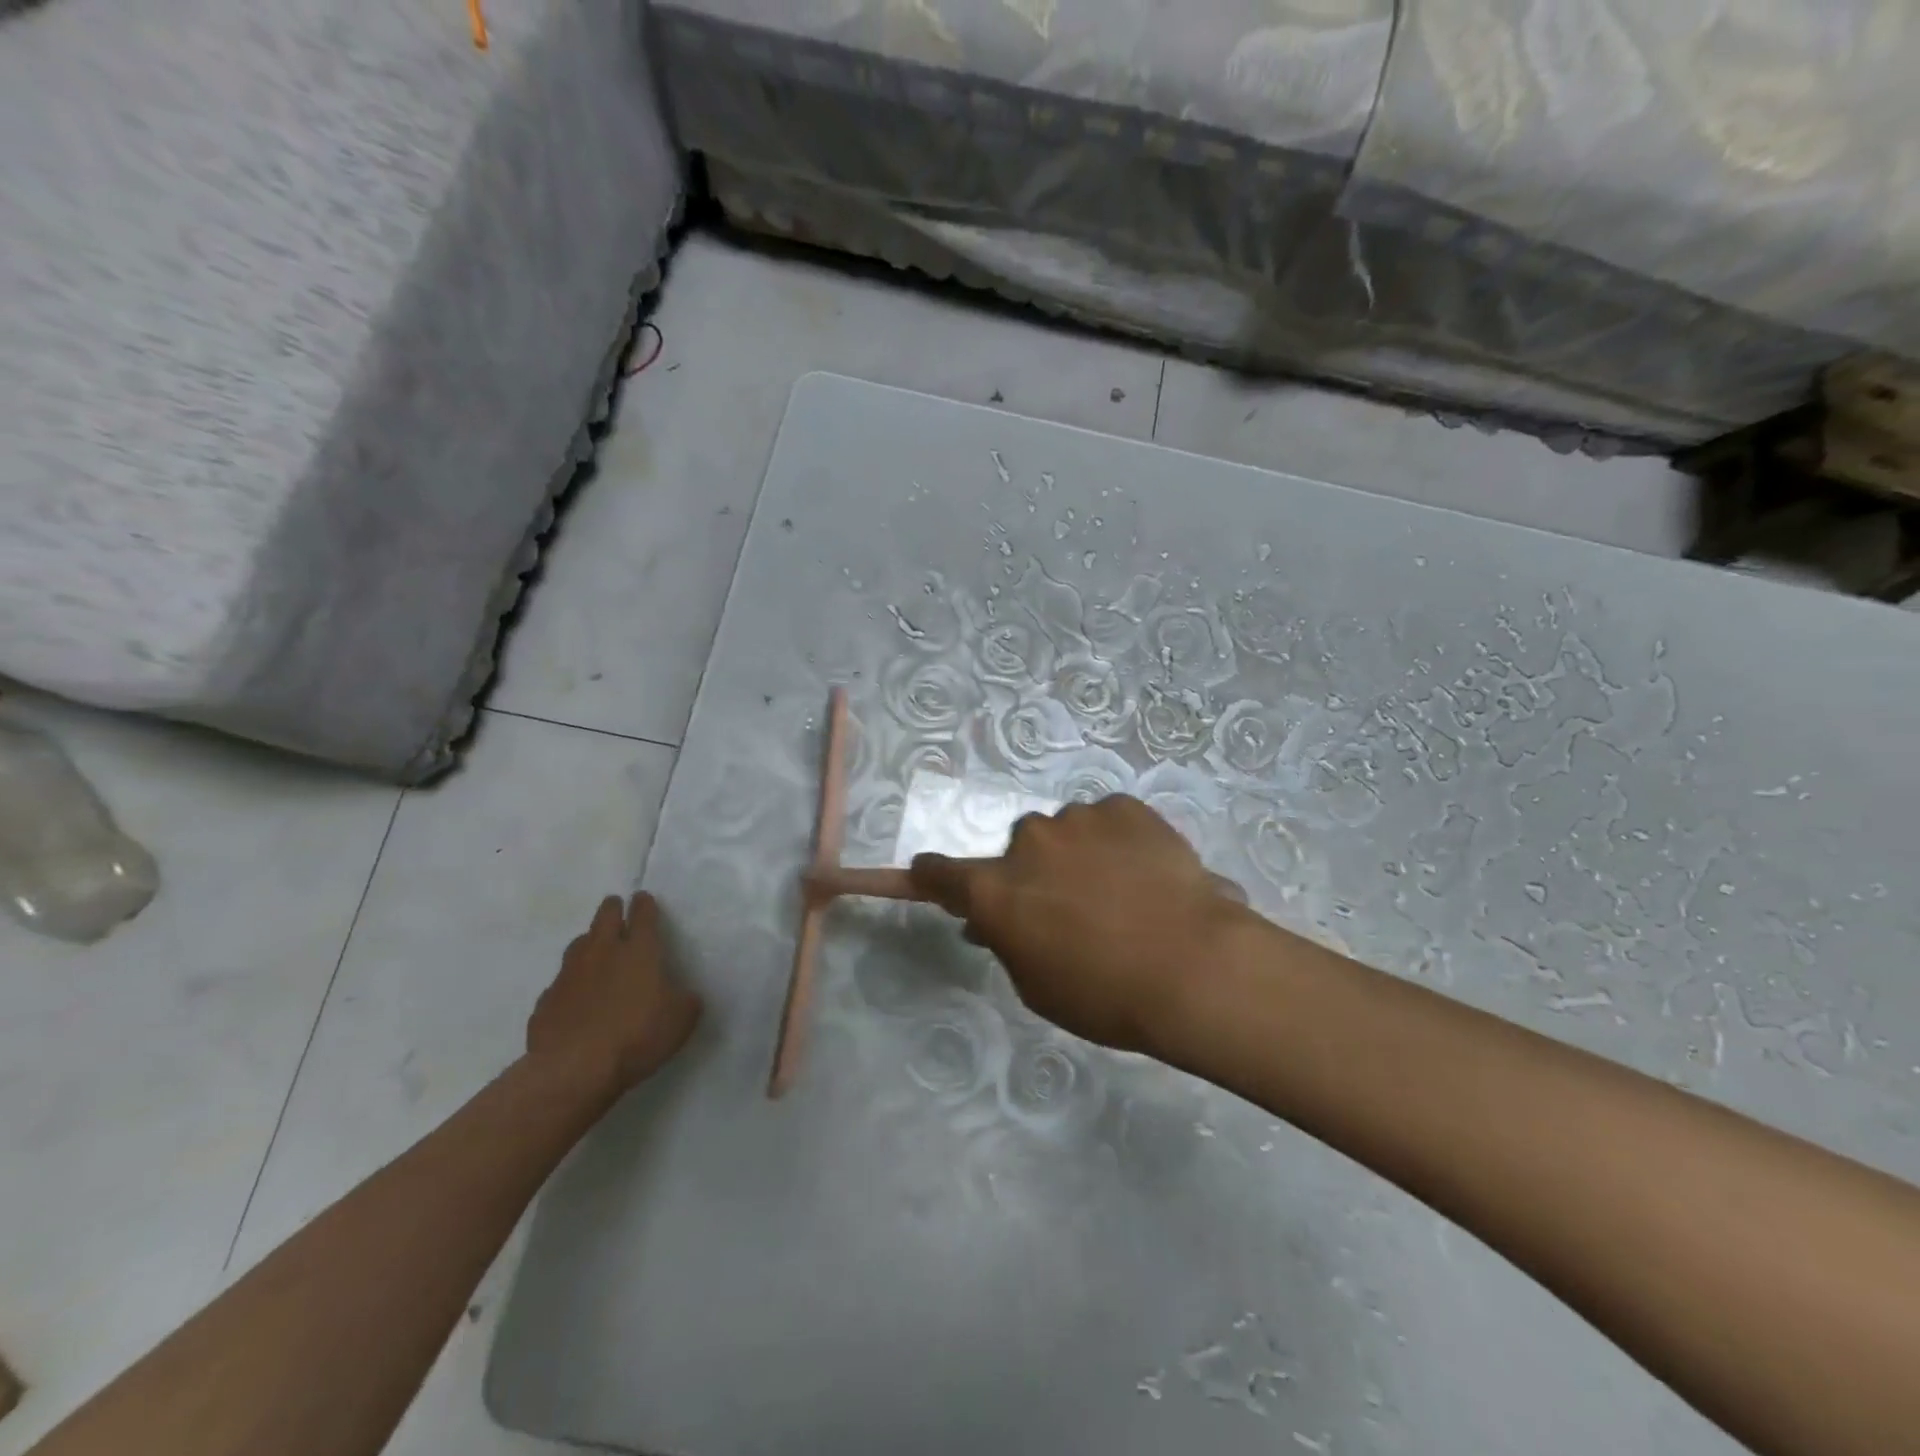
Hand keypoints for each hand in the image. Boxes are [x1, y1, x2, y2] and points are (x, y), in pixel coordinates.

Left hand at [528, 892, 701, 1091]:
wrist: (573, 1070)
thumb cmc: (637, 1036)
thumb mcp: (681, 1020)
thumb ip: (686, 1000)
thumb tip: (683, 995)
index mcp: (639, 951)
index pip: (643, 915)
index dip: (645, 904)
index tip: (644, 898)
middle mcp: (603, 953)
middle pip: (605, 917)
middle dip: (612, 909)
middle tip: (616, 908)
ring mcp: (570, 975)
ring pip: (578, 944)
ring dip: (589, 941)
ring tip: (595, 948)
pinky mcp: (546, 1001)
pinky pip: (560, 982)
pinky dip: (571, 982)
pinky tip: (575, 996)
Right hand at [909, 796, 1247, 1053]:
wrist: (1194, 967)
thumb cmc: (1105, 994)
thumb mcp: (1038, 986)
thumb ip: (1008, 944)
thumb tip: (992, 923)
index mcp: (996, 890)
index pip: (940, 874)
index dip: (932, 876)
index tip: (929, 874)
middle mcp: (1028, 842)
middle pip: (1019, 850)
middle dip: (1034, 872)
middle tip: (1072, 906)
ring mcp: (1078, 818)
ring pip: (1067, 832)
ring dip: (1080, 854)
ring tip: (1123, 892)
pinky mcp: (1124, 807)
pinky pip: (1109, 820)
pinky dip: (1119, 841)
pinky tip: (1148, 872)